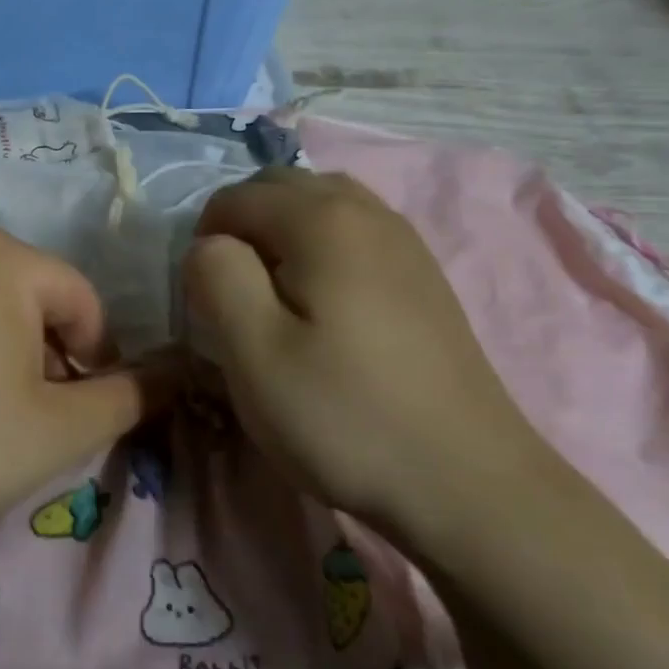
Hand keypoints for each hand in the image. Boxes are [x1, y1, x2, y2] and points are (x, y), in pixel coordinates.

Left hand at [0, 227, 161, 559]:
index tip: (79, 418)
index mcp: (1, 255)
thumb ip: (132, 397)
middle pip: (36, 302)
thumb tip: (180, 374)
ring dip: (11, 361)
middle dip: (51, 361)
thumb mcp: (61, 430)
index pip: (85, 303)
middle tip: (35, 425)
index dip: (97, 364)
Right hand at [184, 168, 571, 540]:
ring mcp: (405, 242)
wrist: (464, 481)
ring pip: (320, 206)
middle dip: (241, 227)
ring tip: (272, 297)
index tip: (207, 304)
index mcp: (323, 220)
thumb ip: (216, 276)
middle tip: (232, 296)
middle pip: (281, 187)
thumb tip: (209, 246)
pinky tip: (321, 308)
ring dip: (281, 235)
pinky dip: (319, 250)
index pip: (235, 198)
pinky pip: (354, 234)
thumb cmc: (344, 416)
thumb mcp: (253, 350)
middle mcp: (368, 212)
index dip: (204, 242)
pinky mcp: (422, 276)